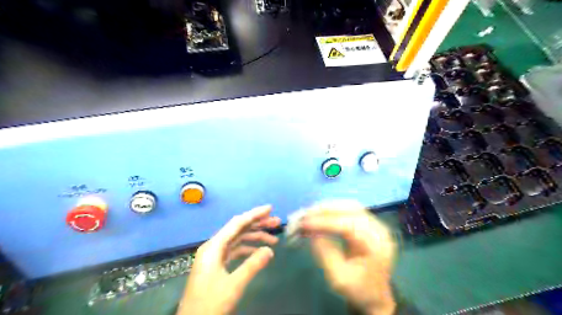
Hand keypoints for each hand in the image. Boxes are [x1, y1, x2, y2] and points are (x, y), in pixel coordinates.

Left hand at [176, 206, 279, 314]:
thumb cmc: (210, 304)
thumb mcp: (234, 285)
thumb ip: (252, 265)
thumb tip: (269, 250)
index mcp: (214, 246)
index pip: (237, 223)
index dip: (254, 214)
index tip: (270, 209)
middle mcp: (213, 246)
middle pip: (238, 229)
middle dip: (258, 224)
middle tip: (277, 222)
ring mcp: (214, 256)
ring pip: (237, 240)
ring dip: (255, 237)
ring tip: (274, 240)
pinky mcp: (217, 265)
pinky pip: (235, 250)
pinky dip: (248, 249)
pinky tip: (259, 252)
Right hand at [301, 200, 396, 314]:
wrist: (375, 295)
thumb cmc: (358, 289)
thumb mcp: (338, 278)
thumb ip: (325, 253)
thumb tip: (310, 231)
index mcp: (376, 246)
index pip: (349, 225)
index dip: (325, 222)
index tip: (304, 223)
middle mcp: (379, 229)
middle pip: (351, 208)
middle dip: (325, 209)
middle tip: (304, 214)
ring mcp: (375, 224)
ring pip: (349, 205)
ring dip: (327, 207)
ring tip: (309, 212)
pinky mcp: (367, 223)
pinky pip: (349, 209)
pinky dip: (332, 209)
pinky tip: (319, 213)